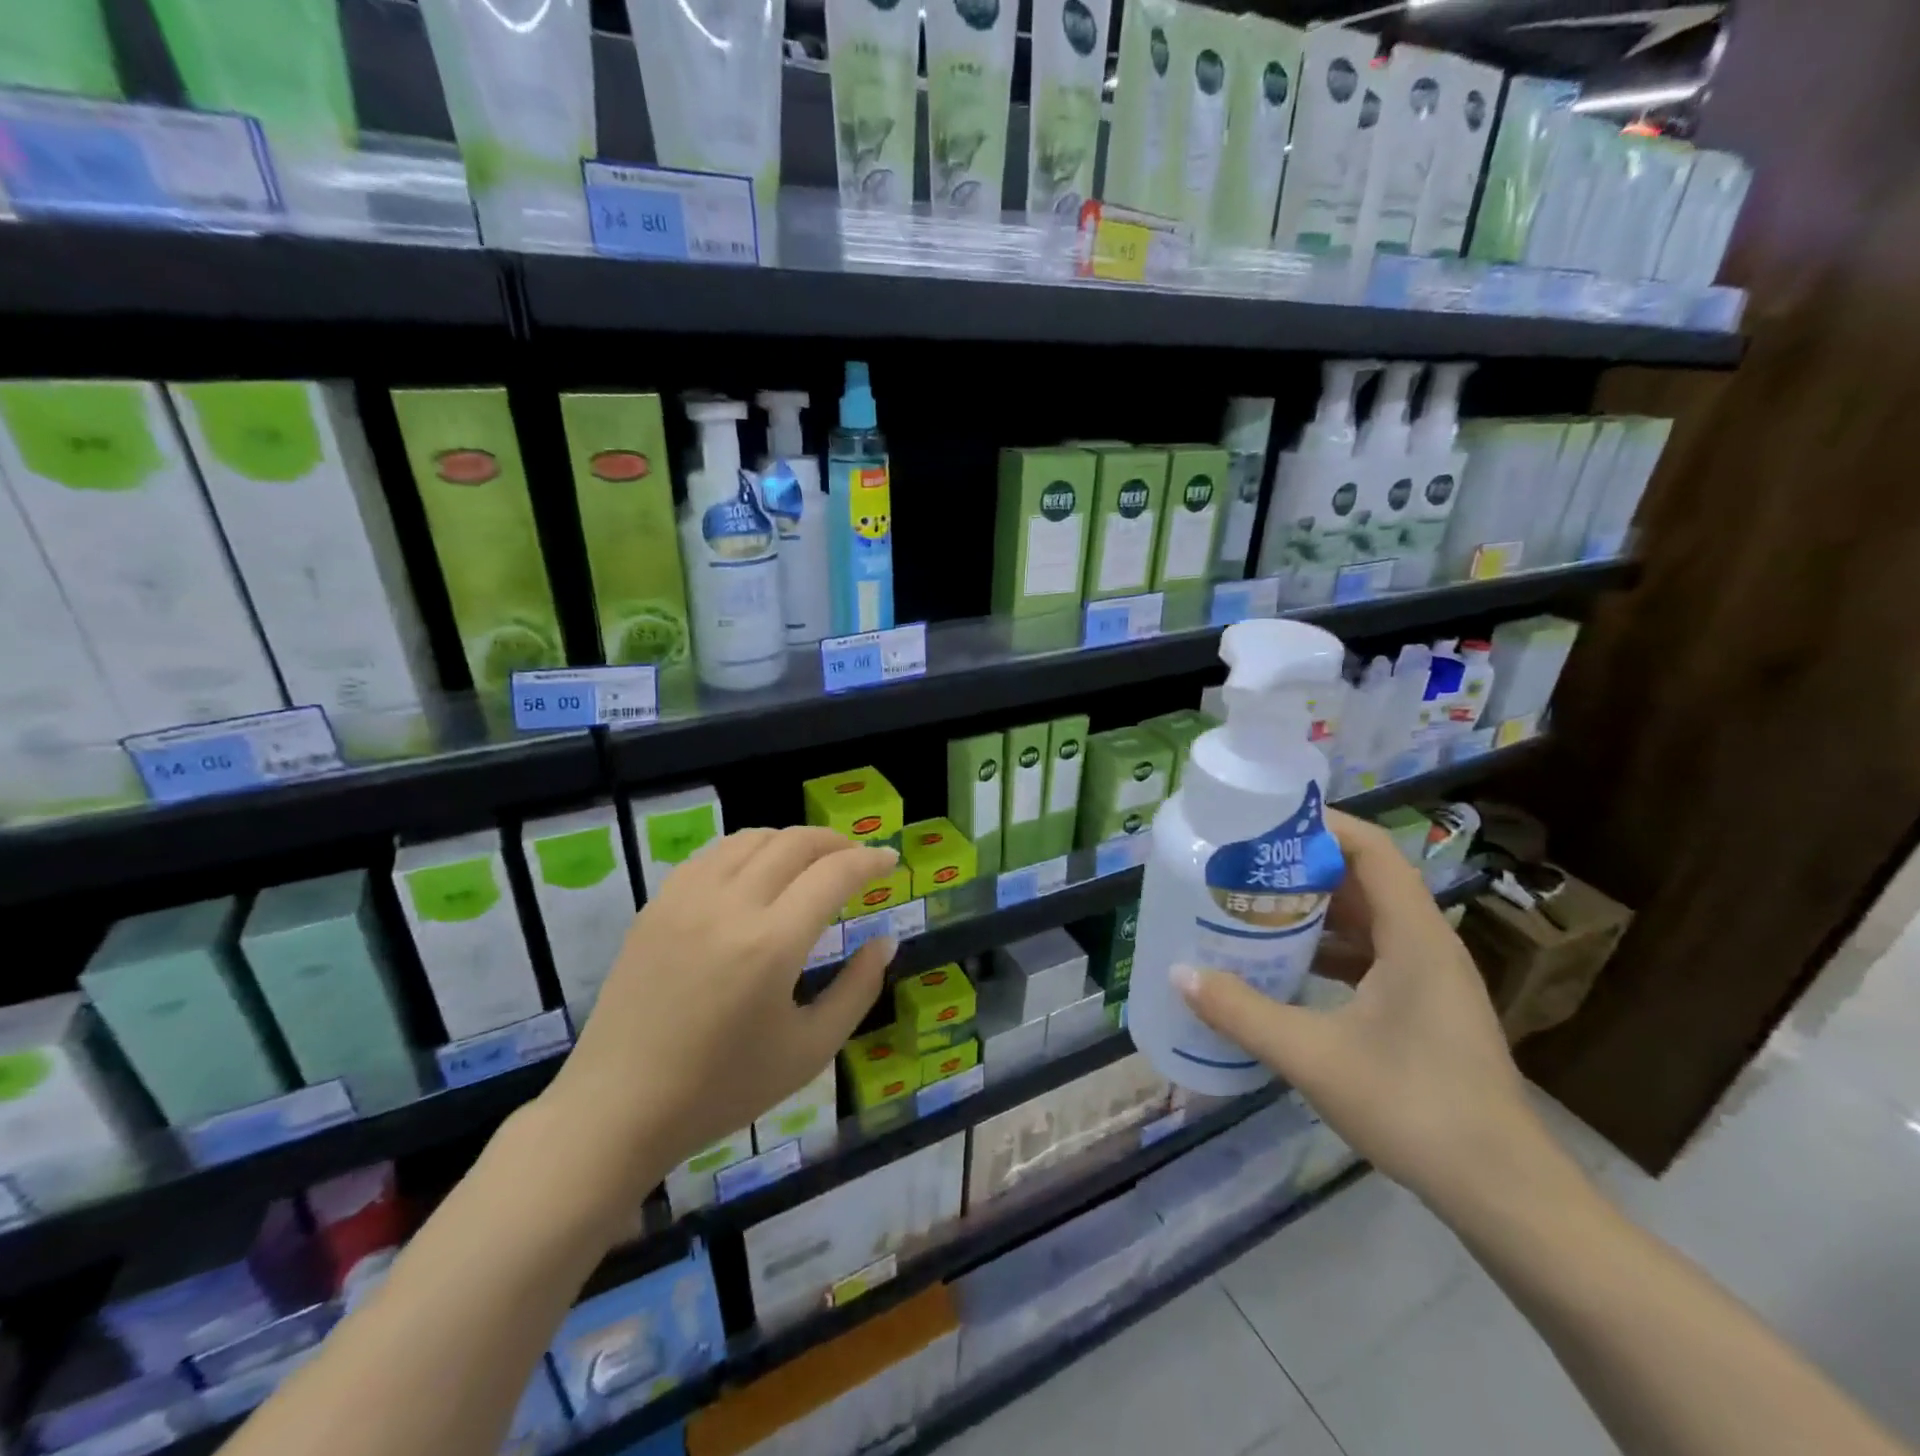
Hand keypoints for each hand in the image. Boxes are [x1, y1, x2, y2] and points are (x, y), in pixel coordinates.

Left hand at [542, 827, 898, 1205]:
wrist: (619, 1107)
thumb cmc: (723, 1088)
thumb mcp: (810, 1051)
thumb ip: (858, 989)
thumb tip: (885, 940)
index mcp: (772, 944)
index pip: (834, 874)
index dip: (869, 861)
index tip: (890, 861)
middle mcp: (730, 906)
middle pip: (795, 843)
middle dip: (836, 842)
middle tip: (857, 858)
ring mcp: (687, 899)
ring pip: (752, 838)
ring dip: (792, 840)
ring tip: (811, 861)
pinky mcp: (657, 905)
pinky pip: (713, 854)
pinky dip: (748, 850)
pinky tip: (757, 873)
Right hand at [1177, 809, 1539, 1205]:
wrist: (1503, 1193)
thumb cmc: (1414, 1108)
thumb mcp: (1313, 1057)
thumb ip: (1242, 1012)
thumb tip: (1179, 974)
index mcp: (1414, 936)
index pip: (1371, 849)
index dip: (1322, 825)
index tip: (1264, 823)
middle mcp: (1427, 944)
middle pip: (1365, 879)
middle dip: (1304, 866)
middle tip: (1243, 864)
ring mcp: (1430, 978)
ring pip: (1368, 919)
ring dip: (1315, 909)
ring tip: (1255, 905)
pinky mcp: (1426, 1008)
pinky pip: (1373, 954)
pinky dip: (1330, 948)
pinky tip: (1287, 964)